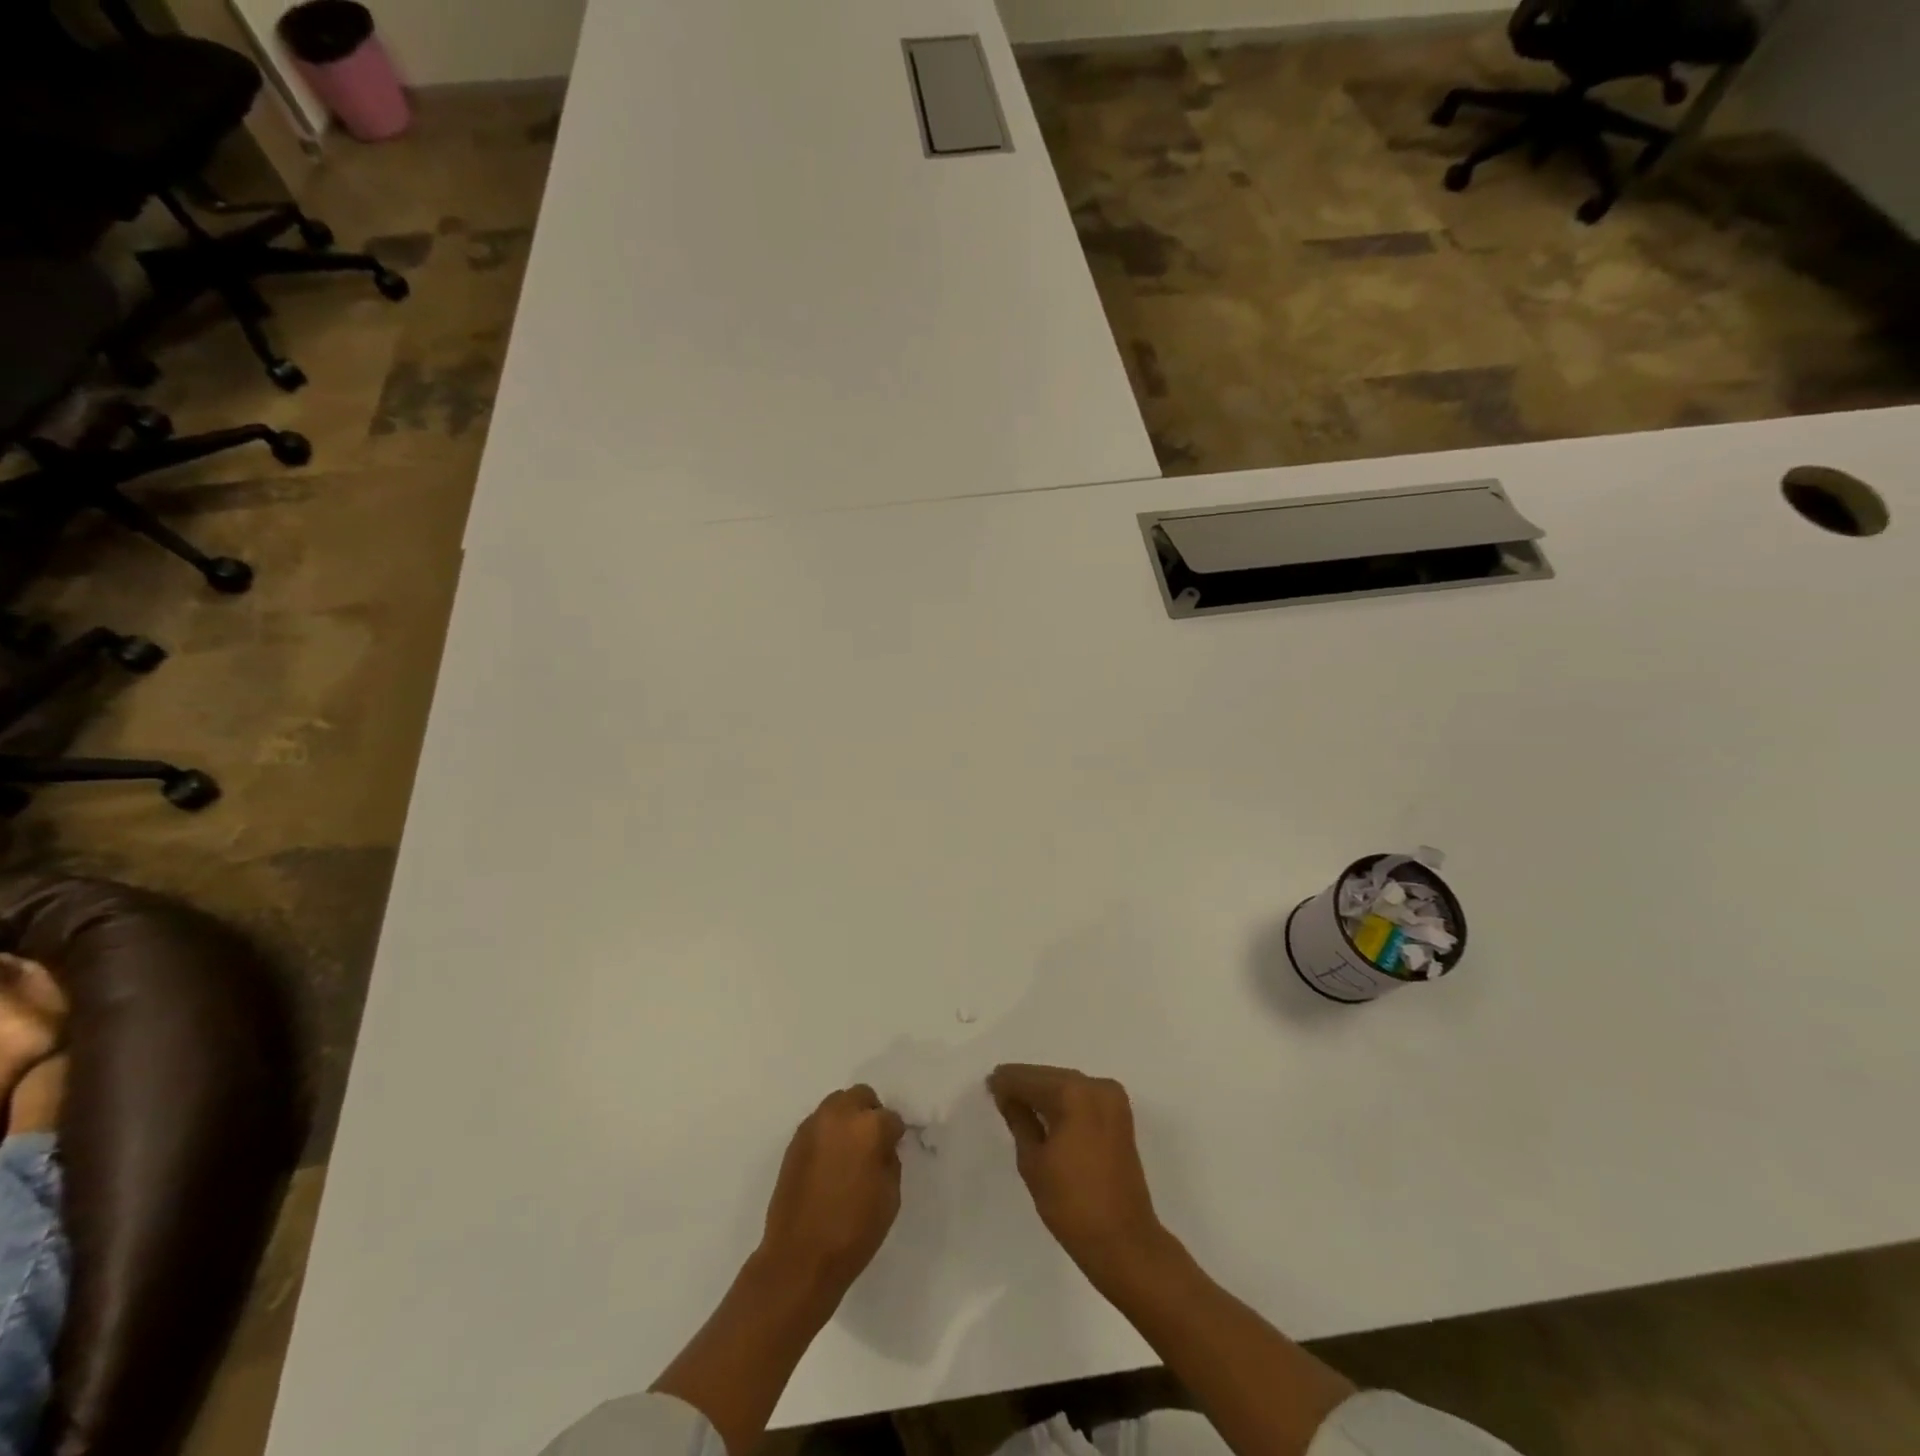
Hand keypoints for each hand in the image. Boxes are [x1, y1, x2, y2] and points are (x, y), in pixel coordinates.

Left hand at [759, 1084, 905, 1298]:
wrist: (799, 1259)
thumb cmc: (853, 1231)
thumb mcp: (890, 1197)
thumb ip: (889, 1161)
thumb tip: (882, 1148)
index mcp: (868, 1127)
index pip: (890, 1118)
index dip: (894, 1135)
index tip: (893, 1150)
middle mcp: (839, 1115)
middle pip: (861, 1096)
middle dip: (870, 1114)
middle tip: (872, 1143)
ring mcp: (813, 1126)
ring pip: (837, 1104)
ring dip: (847, 1119)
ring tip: (848, 1151)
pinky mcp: (794, 1141)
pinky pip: (818, 1124)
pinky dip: (828, 1133)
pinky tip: (829, 1162)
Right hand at [988, 1063, 1169, 1285]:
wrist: (1124, 1242)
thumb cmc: (1071, 1204)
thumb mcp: (1032, 1161)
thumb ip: (1019, 1120)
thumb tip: (1007, 1097)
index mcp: (1073, 1094)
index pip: (1030, 1079)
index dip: (1006, 1082)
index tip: (988, 1084)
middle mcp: (1096, 1087)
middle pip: (1050, 1077)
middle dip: (1025, 1084)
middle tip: (998, 1092)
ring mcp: (1113, 1100)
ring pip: (1068, 1085)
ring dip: (1044, 1092)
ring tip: (1016, 1102)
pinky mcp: (1120, 1116)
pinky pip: (1083, 1098)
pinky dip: (1063, 1101)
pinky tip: (1044, 1111)